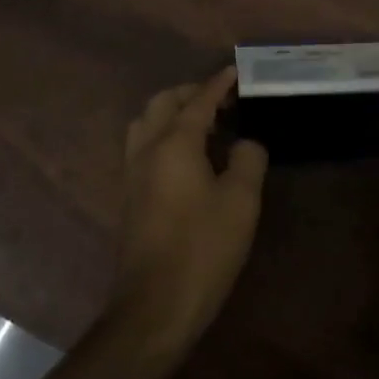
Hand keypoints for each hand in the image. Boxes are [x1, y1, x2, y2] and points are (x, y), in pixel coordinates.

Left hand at [108, 68, 267, 363]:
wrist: (155, 307)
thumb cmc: (203, 249)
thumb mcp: (241, 202)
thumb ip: (248, 159)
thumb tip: (246, 142)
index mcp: (174, 143)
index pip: (198, 101)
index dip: (218, 84)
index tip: (235, 72)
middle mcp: (147, 148)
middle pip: (164, 103)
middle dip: (192, 93)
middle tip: (222, 100)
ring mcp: (133, 172)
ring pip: (147, 122)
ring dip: (172, 112)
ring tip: (204, 124)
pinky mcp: (130, 195)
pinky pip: (144, 145)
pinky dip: (164, 133)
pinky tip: (187, 154)